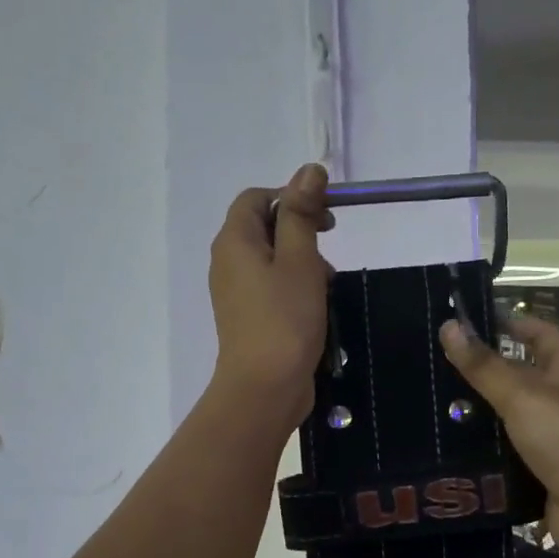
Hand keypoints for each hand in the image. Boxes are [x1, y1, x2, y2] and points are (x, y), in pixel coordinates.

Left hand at [208, 163, 332, 431]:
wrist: (265, 387)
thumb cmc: (285, 318)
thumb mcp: (300, 259)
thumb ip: (302, 213)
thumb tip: (309, 170)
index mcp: (234, 241)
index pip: (256, 198)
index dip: (290, 196)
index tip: (324, 215)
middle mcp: (228, 262)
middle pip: (263, 227)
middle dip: (300, 229)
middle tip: (331, 244)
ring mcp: (235, 292)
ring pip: (271, 259)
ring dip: (302, 260)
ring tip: (328, 281)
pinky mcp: (248, 317)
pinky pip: (271, 287)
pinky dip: (294, 286)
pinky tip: (317, 304)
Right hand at [439, 316, 558, 557]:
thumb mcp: (523, 395)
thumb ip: (484, 365)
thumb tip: (450, 325)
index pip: (542, 335)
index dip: (513, 323)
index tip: (472, 320)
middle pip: (523, 375)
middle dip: (485, 369)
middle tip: (436, 364)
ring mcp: (556, 438)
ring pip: (511, 416)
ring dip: (480, 412)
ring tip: (433, 404)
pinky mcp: (543, 470)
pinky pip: (508, 452)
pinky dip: (484, 449)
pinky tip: (450, 446)